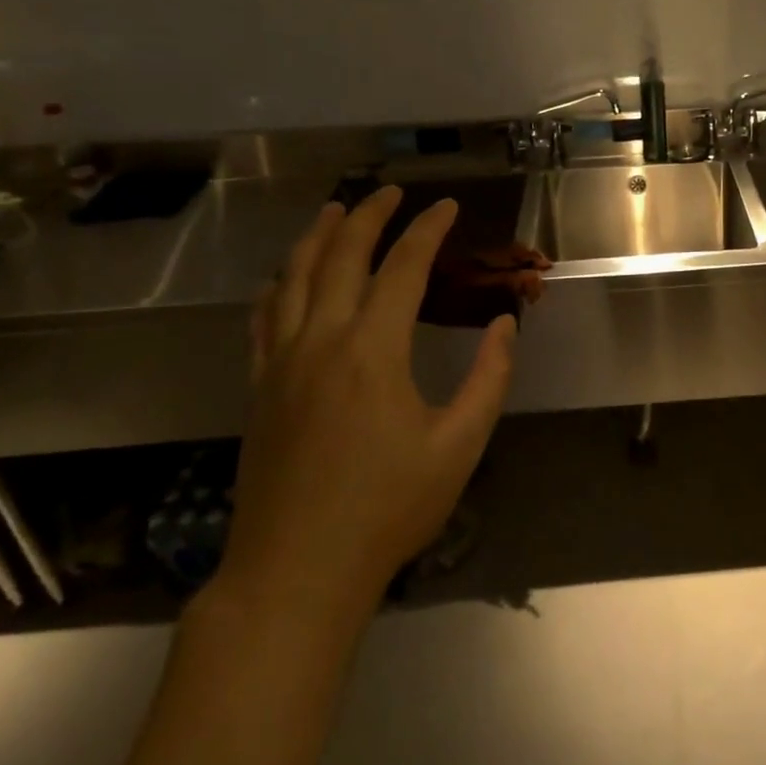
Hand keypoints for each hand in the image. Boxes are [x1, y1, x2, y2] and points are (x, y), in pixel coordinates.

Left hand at [219, 188, 516, 625]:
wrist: (296, 572)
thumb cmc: (387, 509)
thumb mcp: (459, 446)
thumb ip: (489, 378)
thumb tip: (505, 324)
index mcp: (372, 350)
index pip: (403, 268)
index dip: (427, 231)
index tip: (446, 207)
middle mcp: (321, 341)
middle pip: (341, 257)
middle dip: (369, 216)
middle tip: (392, 192)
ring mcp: (281, 363)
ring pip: (293, 278)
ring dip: (317, 237)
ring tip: (336, 210)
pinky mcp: (260, 388)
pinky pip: (263, 318)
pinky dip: (278, 284)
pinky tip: (284, 277)